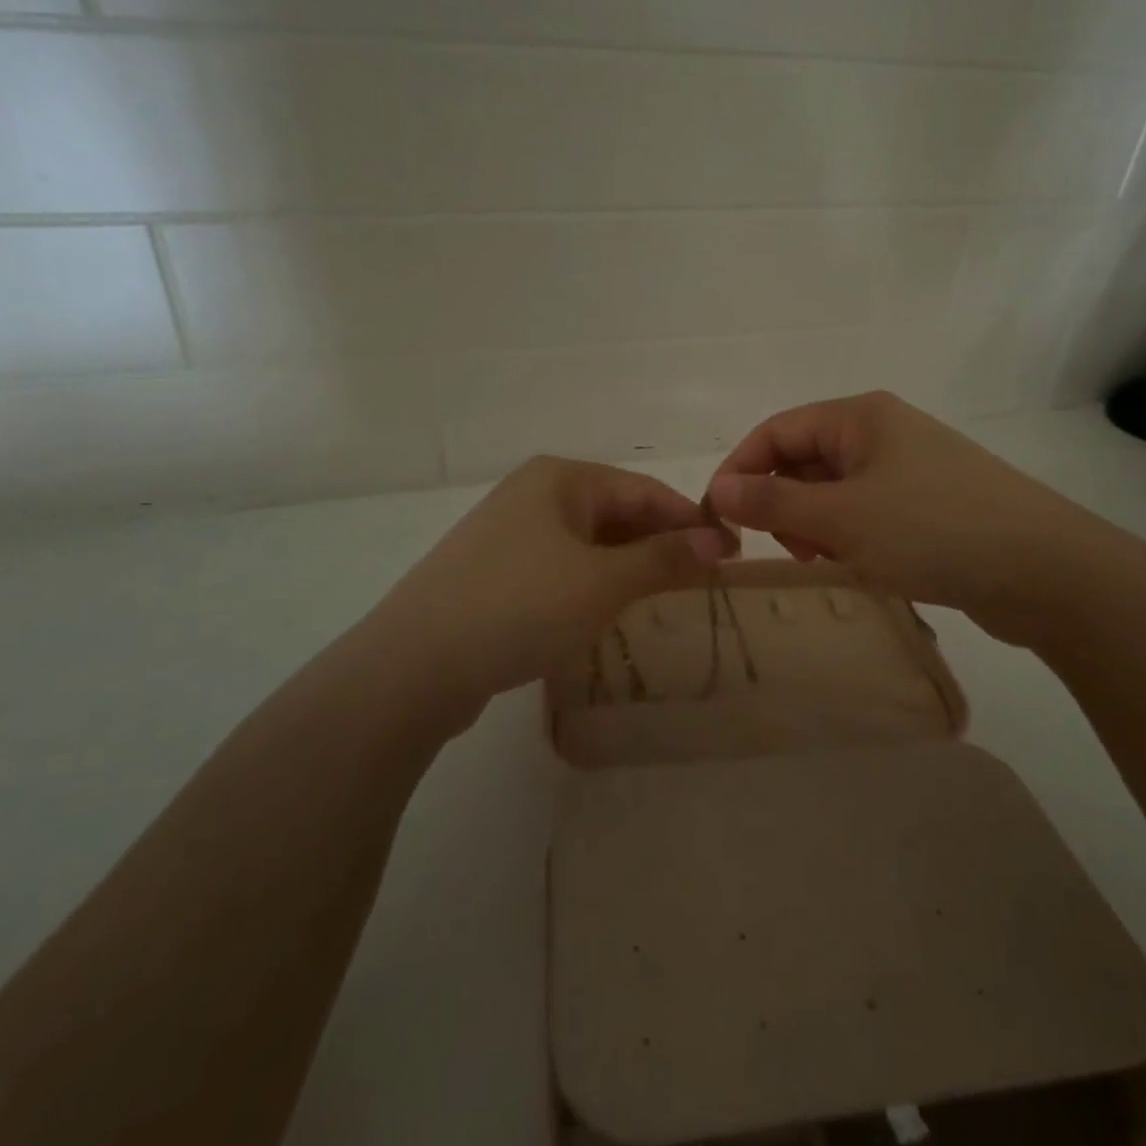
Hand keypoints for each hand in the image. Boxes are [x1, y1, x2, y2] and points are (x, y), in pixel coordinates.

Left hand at [360, 456, 736, 719]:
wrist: (413, 666)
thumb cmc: (520, 606)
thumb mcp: (603, 582)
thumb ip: (664, 557)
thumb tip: (719, 541)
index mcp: (561, 479)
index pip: (645, 491)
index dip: (692, 521)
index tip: (733, 554)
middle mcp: (534, 494)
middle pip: (617, 513)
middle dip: (661, 544)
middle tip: (705, 581)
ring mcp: (509, 534)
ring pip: (590, 543)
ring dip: (630, 566)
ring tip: (667, 596)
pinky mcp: (495, 573)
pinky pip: (562, 568)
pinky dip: (594, 583)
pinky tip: (608, 610)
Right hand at [705, 392, 1120, 646]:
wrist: (1046, 571)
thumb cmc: (933, 530)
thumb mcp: (842, 518)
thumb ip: (775, 503)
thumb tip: (720, 491)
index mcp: (861, 417)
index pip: (778, 430)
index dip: (742, 469)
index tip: (720, 516)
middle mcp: (884, 432)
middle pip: (806, 459)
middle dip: (784, 502)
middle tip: (790, 548)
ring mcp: (911, 469)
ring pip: (836, 490)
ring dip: (817, 524)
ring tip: (829, 560)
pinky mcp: (930, 505)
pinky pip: (868, 512)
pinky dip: (851, 536)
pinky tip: (862, 565)